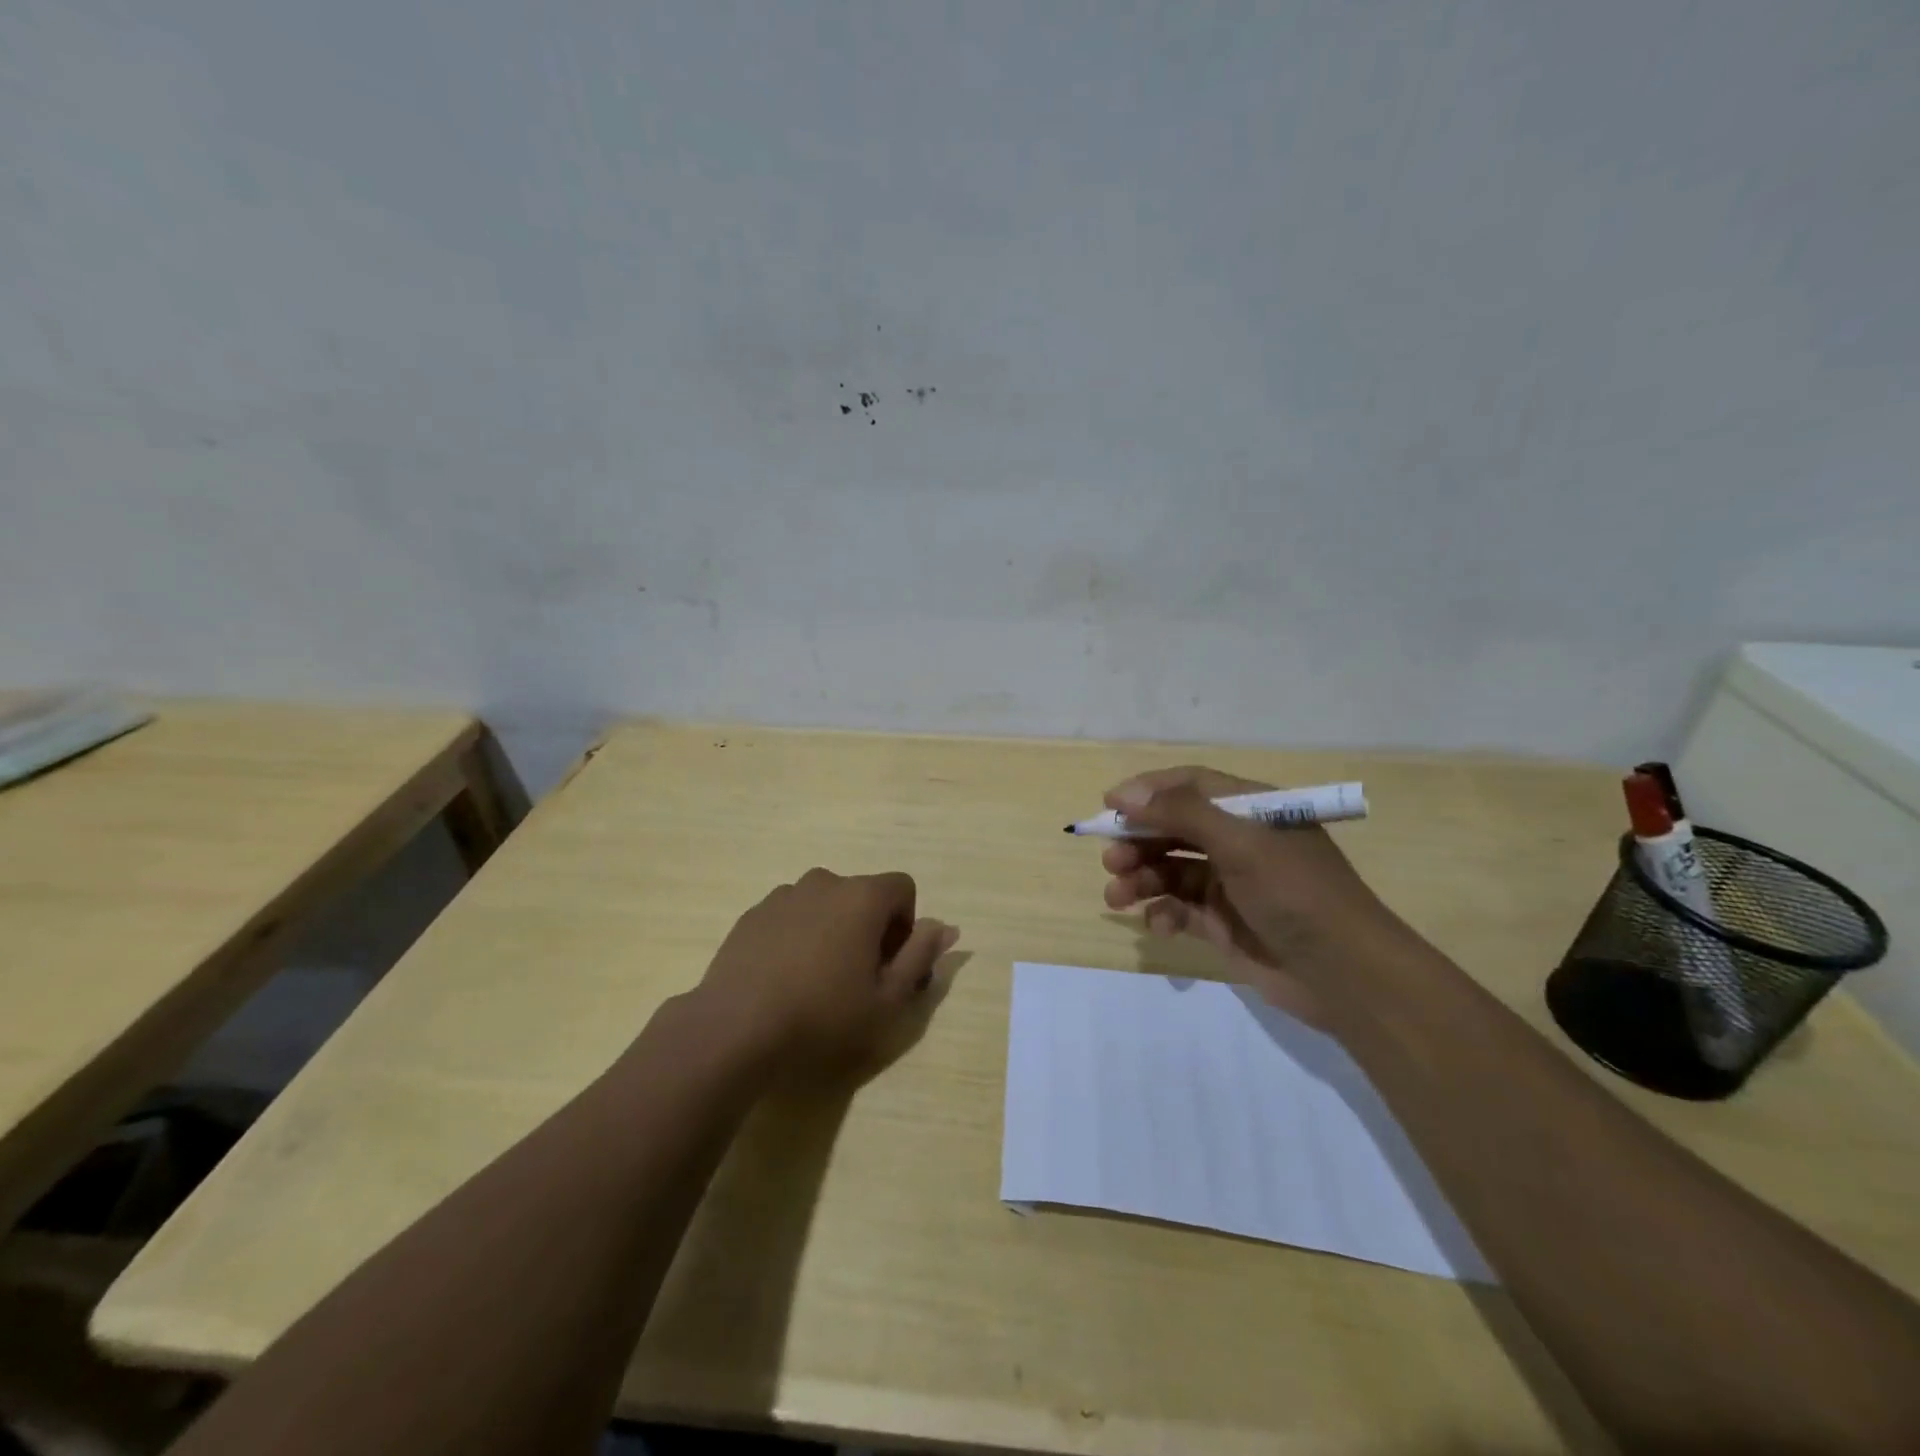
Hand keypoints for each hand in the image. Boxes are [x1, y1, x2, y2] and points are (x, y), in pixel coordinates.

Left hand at [694, 868, 960, 1075]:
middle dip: (869, 928)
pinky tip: (784, 978)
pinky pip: (791, 916)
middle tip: (857, 978)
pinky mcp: (752, 914)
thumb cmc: (823, 1015)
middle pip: (862, 895)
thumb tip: (946, 927)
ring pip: (825, 905)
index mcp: (862, 896)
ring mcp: (784, 895)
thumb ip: (921, 956)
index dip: (905, 925)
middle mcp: (824, 882)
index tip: (890, 964)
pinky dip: (798, 937)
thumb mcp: (888, 998)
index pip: (903, 888)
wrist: (736, 1028)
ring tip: (817, 980)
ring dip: (832, 930)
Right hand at [1099, 766, 1403, 1026]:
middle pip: (1174, 829)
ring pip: (1171, 871)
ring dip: (1141, 879)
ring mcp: (1231, 884)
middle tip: (1111, 860)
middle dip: (1138, 841)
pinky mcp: (1224, 923)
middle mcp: (1239, 841)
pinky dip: (1163, 914)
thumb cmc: (1296, 894)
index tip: (1108, 806)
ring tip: (1118, 897)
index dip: (1148, 792)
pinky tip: (1158, 926)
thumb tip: (1125, 795)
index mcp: (1252, 810)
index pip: (1191, 785)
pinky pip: (1180, 909)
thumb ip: (1182, 813)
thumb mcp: (1241, 843)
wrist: (1346, 976)